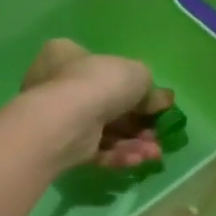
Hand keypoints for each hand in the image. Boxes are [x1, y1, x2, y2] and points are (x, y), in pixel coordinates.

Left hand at [19, 39, 173, 170]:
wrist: (66, 120)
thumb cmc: (98, 82)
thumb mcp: (136, 74)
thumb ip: (149, 88)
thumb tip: (159, 101)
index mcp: (65, 55)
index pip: (100, 68)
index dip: (132, 87)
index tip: (156, 103)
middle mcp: (55, 84)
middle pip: (106, 104)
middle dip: (137, 123)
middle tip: (157, 133)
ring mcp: (57, 118)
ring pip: (103, 131)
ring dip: (133, 143)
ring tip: (154, 152)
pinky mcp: (61, 147)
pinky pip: (94, 149)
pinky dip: (117, 154)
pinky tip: (138, 160)